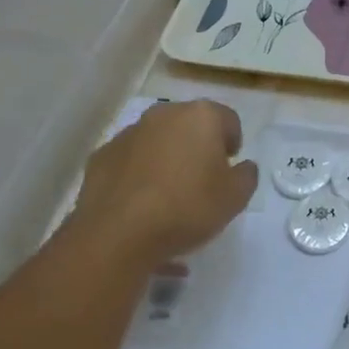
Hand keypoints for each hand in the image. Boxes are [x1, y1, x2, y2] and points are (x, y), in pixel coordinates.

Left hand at [67, 101, 257, 265]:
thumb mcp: (236, 198)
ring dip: (167, 159)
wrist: (118, 233)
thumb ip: (247, 176)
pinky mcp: (101, 156)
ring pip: (158, 141)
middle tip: (202, 181)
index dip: (233, 144)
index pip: (228, 120)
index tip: (229, 170)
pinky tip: (141, 205)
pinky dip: (139, 175)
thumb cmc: (187, 208)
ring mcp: (128, 133)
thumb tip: (242, 166)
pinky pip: (131, 161)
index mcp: (200, 117)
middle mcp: (164, 114)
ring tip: (168, 196)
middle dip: (198, 147)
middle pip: (190, 125)